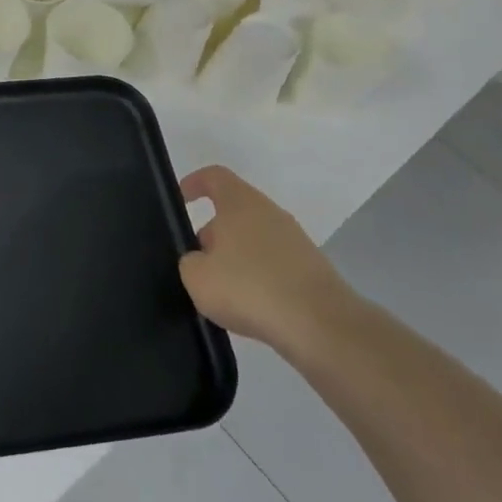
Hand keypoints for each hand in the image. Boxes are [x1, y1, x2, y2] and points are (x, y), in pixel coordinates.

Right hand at [179, 165, 353, 348]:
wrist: (320, 325)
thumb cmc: (249, 288)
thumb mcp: (196, 276)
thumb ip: (189, 262)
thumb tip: (200, 261)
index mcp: (241, 204)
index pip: (215, 177)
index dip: (194, 183)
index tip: (180, 200)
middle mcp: (271, 214)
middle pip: (234, 213)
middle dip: (212, 235)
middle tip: (196, 264)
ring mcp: (295, 241)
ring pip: (253, 240)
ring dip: (234, 259)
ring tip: (221, 293)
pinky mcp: (311, 269)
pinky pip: (272, 265)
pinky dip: (256, 279)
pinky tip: (249, 307)